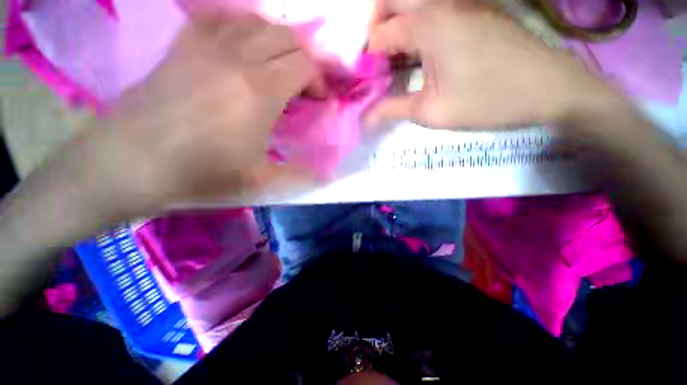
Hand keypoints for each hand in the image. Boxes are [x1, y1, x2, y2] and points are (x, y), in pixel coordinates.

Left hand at [100, 10, 320, 208]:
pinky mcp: (184, 44)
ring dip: (277, 43)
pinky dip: (245, 31)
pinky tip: (244, 52)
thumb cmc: (201, 172)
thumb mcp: (260, 181)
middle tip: (302, 86)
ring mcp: (207, 44)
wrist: (132, 162)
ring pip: (258, 23)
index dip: (319, 79)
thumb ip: (299, 175)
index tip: (319, 99)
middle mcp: (238, 57)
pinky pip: (224, 20)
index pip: (304, 64)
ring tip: (277, 69)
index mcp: (260, 91)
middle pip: (286, 37)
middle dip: (303, 60)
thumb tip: (325, 177)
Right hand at [366, 0, 619, 128]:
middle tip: (378, 60)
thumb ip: (392, 110)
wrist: (549, 88)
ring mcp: (462, 2)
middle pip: (392, 0)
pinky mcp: (475, 9)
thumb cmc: (487, 101)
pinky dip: (418, 28)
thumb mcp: (430, 112)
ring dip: (397, 27)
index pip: (380, 35)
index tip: (367, 83)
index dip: (368, 60)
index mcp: (427, 25)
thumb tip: (365, 117)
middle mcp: (441, 3)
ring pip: (414, 3)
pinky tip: (422, 56)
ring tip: (397, 61)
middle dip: (377, 27)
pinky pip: (435, 10)